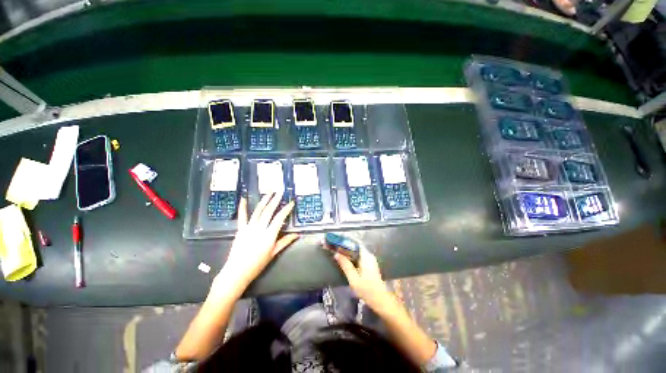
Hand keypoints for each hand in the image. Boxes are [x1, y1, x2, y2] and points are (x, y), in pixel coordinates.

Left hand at [219, 193, 298, 288]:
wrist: (237, 272)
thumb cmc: (258, 264)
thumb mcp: (274, 253)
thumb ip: (285, 242)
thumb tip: (297, 235)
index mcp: (269, 235)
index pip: (280, 218)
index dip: (286, 209)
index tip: (291, 202)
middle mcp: (260, 228)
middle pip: (269, 211)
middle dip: (276, 200)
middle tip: (281, 191)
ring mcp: (249, 228)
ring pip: (258, 211)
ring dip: (264, 200)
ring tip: (270, 192)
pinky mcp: (241, 229)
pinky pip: (242, 216)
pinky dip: (243, 207)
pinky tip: (244, 198)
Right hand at [334, 248, 391, 309]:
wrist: (381, 301)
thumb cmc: (367, 290)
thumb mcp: (354, 279)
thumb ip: (345, 265)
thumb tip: (336, 254)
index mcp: (366, 256)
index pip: (354, 244)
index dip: (344, 243)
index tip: (335, 244)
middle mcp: (369, 255)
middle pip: (355, 248)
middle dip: (344, 248)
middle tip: (334, 250)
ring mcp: (370, 260)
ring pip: (356, 253)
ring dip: (347, 254)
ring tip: (337, 255)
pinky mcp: (369, 265)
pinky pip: (358, 258)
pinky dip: (351, 258)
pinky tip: (345, 262)